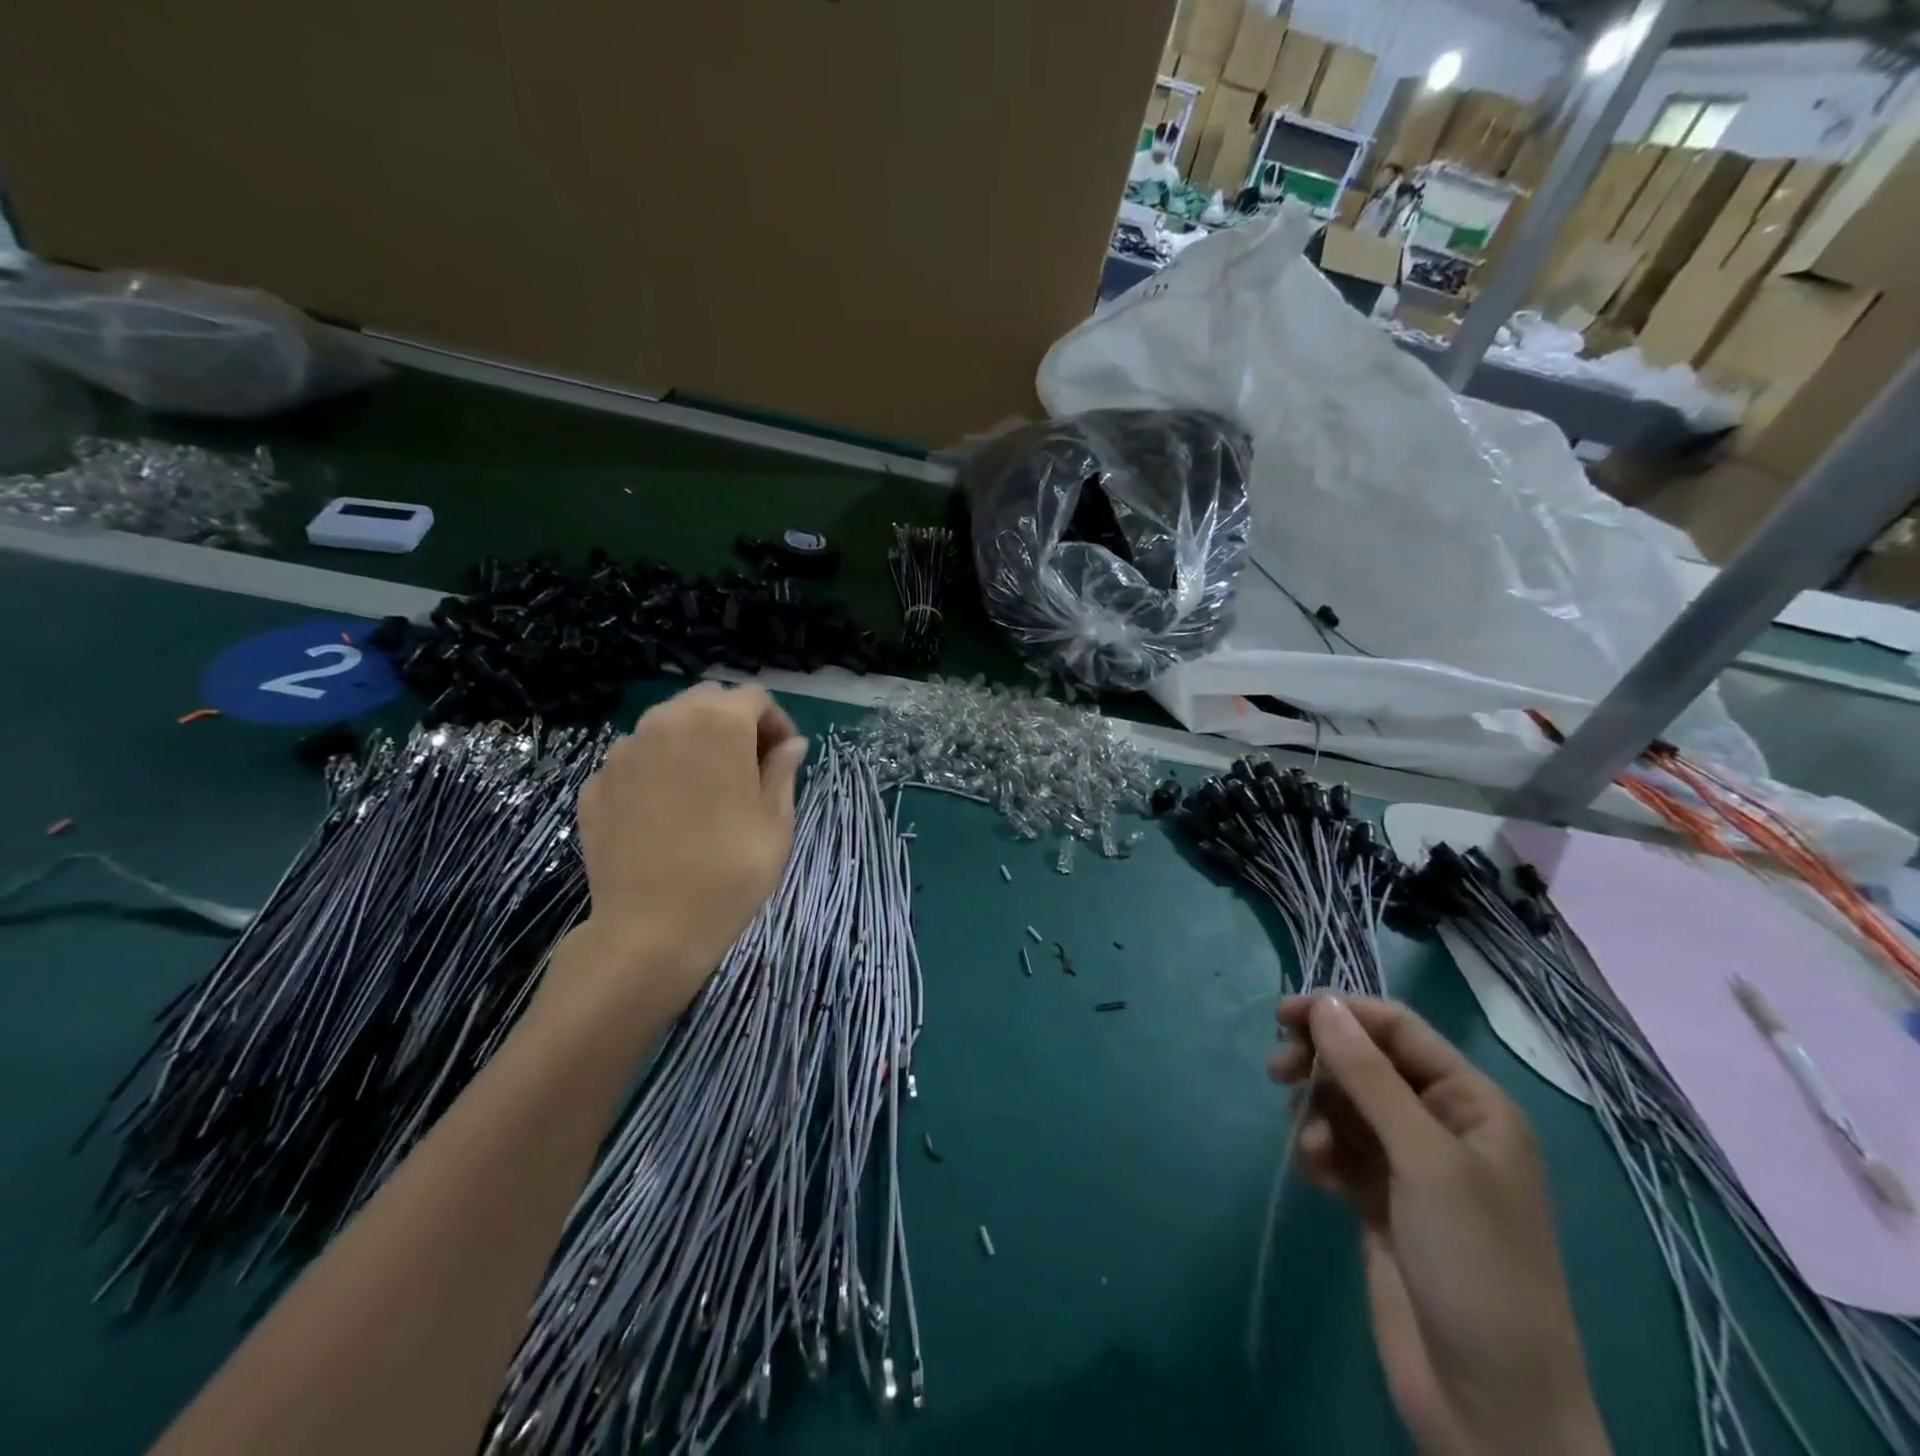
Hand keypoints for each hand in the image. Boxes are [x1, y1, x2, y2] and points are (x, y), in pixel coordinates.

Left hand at [550, 683, 807, 1023]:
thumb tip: (791, 744)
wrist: (652, 929)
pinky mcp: (595, 784)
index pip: (755, 697)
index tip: (783, 758)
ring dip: (692, 743)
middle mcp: (666, 722)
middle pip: (707, 701)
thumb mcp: (776, 821)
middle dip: (732, 724)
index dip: (775, 723)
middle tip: (748, 769)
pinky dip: (656, 772)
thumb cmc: (731, 870)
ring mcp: (623, 752)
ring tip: (704, 791)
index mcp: (719, 723)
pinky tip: (665, 814)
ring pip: (666, 726)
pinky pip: (635, 761)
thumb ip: (783, 770)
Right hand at [1268, 996, 1609, 1455]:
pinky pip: (1337, 1149)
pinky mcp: (1378, 1200)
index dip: (1341, 1013)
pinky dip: (1319, 1152)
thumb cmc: (1474, 1266)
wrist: (1489, 1408)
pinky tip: (1315, 1176)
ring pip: (1344, 1104)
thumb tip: (1323, 1004)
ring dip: (1317, 1113)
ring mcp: (1409, 1166)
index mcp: (1473, 1105)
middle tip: (1276, 1073)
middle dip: (1321, 1063)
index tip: (1283, 1015)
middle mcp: (1441, 1125)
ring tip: (1309, 1147)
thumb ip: (1369, 1076)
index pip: (1398, 1030)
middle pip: (1365, 1062)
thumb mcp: (1424, 1160)